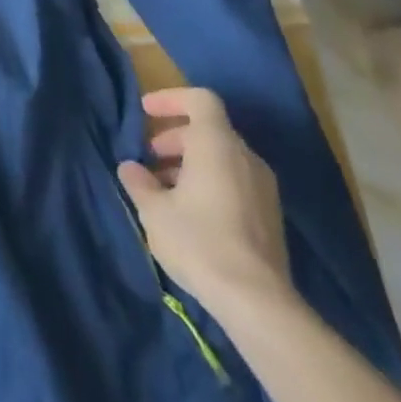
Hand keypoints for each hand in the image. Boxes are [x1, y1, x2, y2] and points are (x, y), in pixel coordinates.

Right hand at [116, 88, 294, 320]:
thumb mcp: (153, 210)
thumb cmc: (198, 241)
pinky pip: (234, 180)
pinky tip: (187, 211)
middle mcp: (245, 159)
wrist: (257, 302)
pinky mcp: (269, 215)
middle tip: (148, 157)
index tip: (145, 111)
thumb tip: (131, 167)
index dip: (171, 99)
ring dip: (189, 163)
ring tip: (162, 188)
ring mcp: (262, 188)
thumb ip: (139, 181)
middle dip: (174, 137)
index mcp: (217, 146)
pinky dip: (208, 182)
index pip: (201, 100)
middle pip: (209, 130)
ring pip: (222, 158)